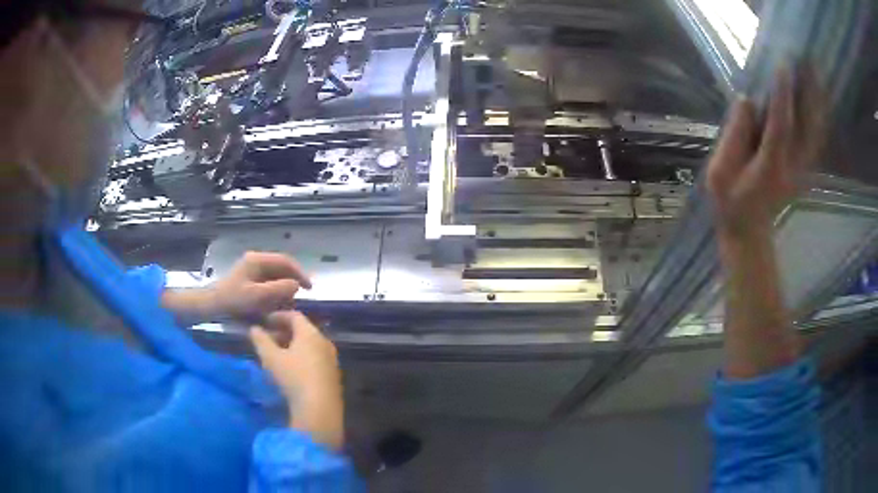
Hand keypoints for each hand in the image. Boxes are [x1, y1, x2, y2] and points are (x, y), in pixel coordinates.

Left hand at [208, 252, 311, 320]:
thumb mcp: (257, 296)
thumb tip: (296, 284)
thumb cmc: (233, 299)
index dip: (300, 273)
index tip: (309, 288)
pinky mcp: (249, 280)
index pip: (285, 261)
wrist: (212, 305)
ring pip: (275, 276)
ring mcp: (252, 270)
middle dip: (291, 282)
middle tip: (297, 298)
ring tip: (287, 304)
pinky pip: (268, 283)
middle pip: (281, 268)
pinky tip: (275, 304)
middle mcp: (256, 261)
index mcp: (258, 260)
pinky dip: (275, 292)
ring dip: (283, 289)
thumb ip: (278, 289)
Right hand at [250, 311, 343, 449]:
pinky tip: (292, 369)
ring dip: (293, 346)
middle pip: (304, 330)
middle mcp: (324, 342)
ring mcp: (331, 359)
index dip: (278, 316)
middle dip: (285, 332)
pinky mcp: (333, 375)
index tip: (265, 320)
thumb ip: (261, 340)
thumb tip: (253, 328)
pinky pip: (316, 359)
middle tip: (269, 337)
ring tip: (277, 354)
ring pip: (310, 345)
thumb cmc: (294, 377)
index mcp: (311, 333)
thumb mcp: (271, 358)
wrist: (320, 408)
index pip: (295, 316)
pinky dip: (302, 358)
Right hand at [706, 68, 826, 239]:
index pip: (780, 126)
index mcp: (770, 167)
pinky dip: (819, 114)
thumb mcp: (720, 173)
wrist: (750, 231)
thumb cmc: (731, 202)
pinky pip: (815, 136)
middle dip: (808, 92)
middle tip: (807, 58)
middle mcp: (792, 165)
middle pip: (806, 125)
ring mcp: (801, 167)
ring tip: (814, 69)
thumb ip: (734, 137)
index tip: (783, 65)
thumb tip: (746, 100)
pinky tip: (819, 95)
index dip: (782, 96)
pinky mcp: (803, 166)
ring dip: (817, 100)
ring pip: (815, 129)